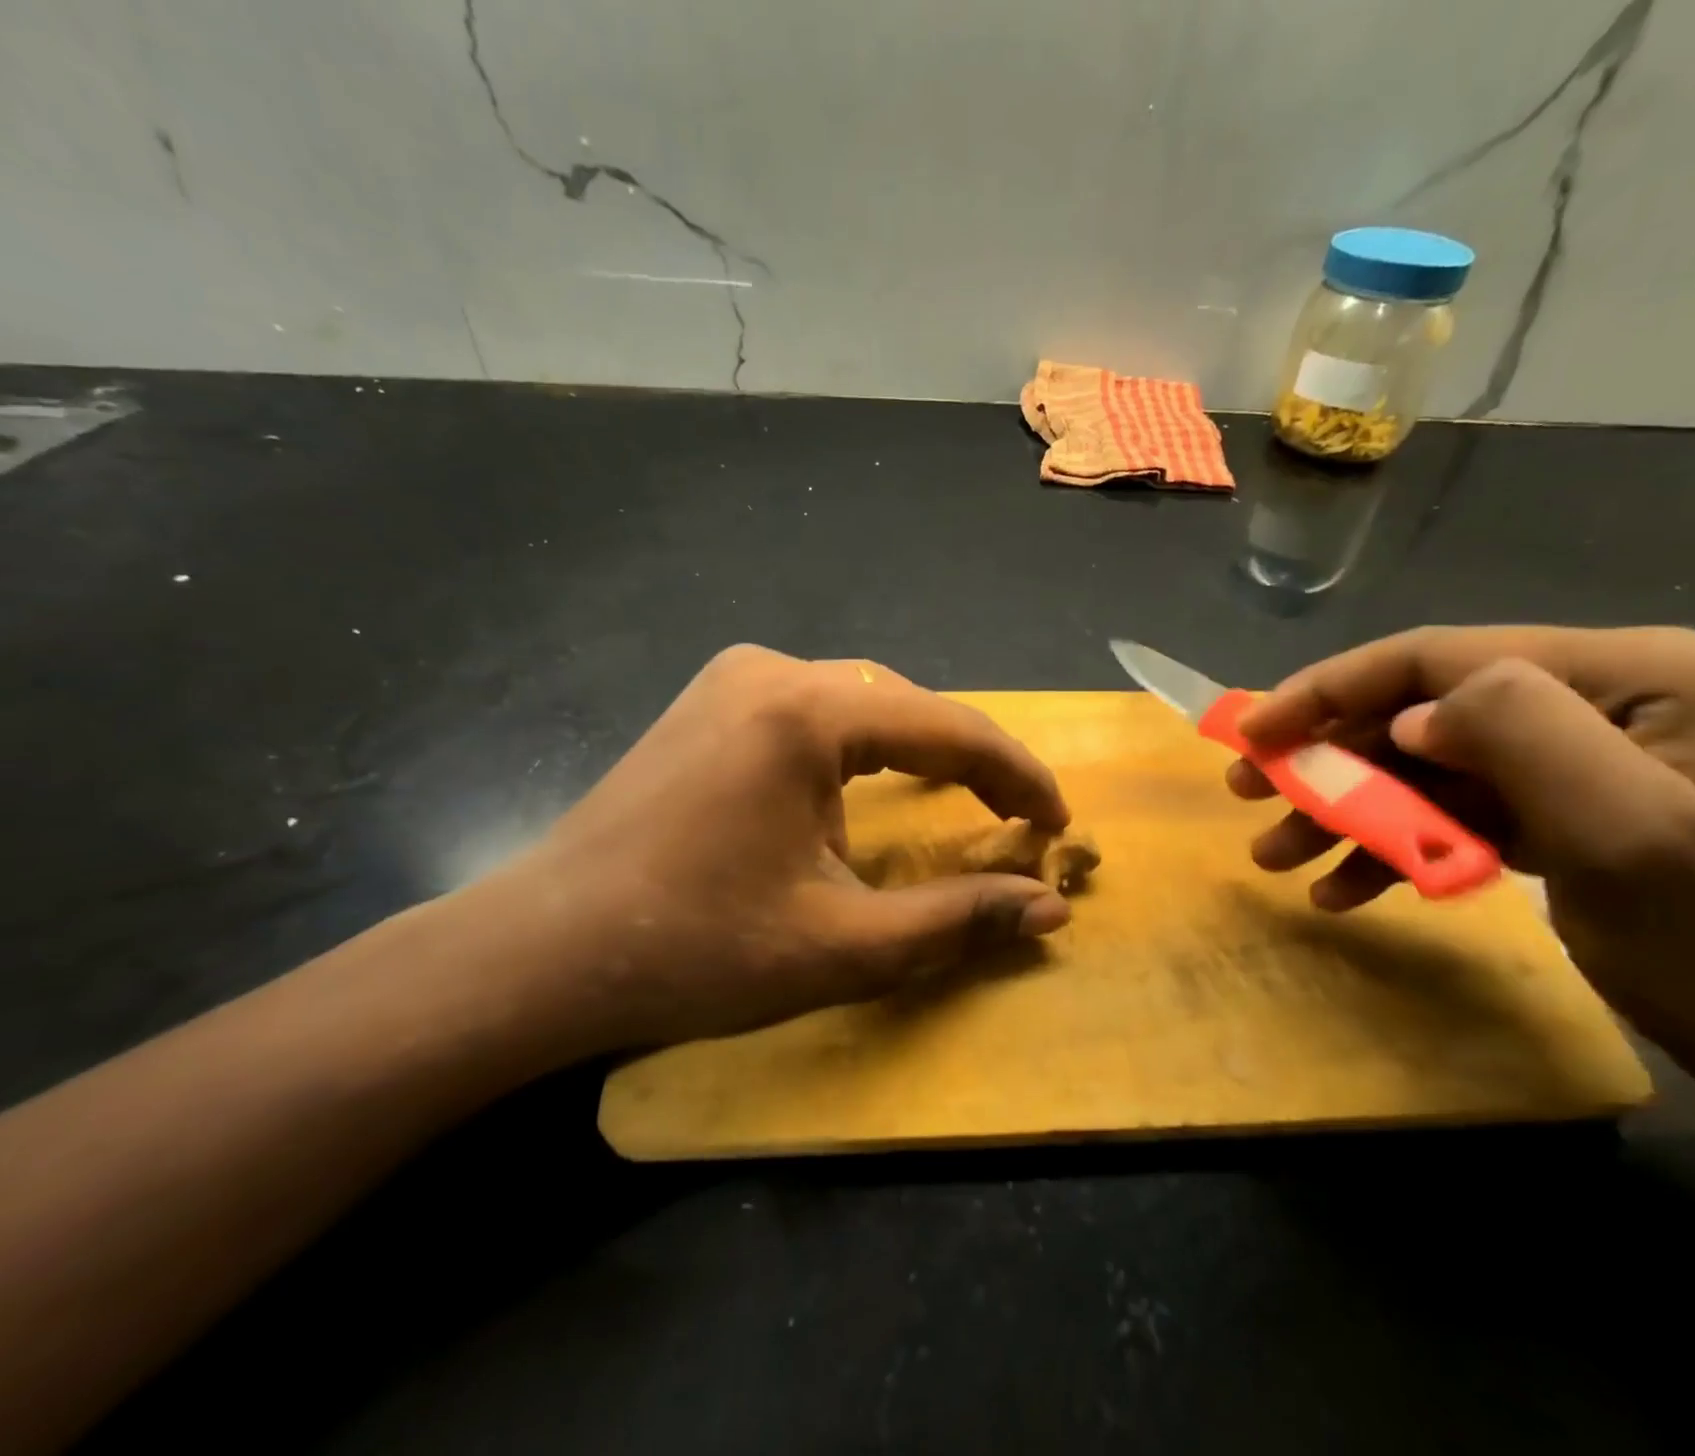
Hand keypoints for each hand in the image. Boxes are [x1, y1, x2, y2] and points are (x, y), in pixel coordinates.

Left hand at [484, 645, 1073, 1056]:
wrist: (542, 953)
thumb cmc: (692, 951)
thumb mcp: (842, 945)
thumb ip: (957, 919)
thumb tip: (1052, 908)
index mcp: (805, 712)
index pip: (948, 728)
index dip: (1017, 776)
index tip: (1059, 823)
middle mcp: (771, 670)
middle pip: (906, 705)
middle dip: (971, 759)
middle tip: (1017, 818)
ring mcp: (732, 678)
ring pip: (863, 701)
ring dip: (919, 747)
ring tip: (963, 798)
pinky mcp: (709, 702)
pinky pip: (816, 708)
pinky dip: (865, 745)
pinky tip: (873, 781)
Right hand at [1229, 626, 1694, 1119]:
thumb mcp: (1637, 835)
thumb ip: (1522, 738)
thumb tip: (1407, 719)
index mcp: (1616, 674)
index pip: (1436, 658)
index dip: (1329, 689)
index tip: (1252, 733)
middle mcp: (1583, 699)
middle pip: (1413, 713)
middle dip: (1324, 756)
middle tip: (1245, 793)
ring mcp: (1560, 759)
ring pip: (1416, 769)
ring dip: (1341, 811)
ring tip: (1275, 856)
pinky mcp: (1543, 813)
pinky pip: (1442, 816)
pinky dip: (1385, 850)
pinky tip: (1342, 890)